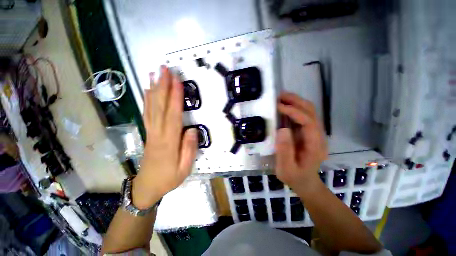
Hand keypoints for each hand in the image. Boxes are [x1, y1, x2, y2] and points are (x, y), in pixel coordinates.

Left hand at [132, 66, 197, 208]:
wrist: (147, 186)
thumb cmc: (169, 178)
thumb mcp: (185, 168)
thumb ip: (189, 149)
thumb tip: (192, 130)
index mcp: (169, 142)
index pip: (173, 115)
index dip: (175, 98)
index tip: (177, 81)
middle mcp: (157, 133)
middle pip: (160, 107)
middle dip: (163, 86)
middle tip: (165, 69)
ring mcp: (150, 132)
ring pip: (151, 107)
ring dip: (154, 89)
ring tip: (155, 74)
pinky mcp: (148, 133)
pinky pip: (147, 113)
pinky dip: (147, 100)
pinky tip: (148, 91)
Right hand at [275, 92, 327, 192]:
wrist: (305, 182)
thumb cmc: (295, 178)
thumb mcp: (286, 169)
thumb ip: (285, 152)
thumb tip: (282, 130)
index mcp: (315, 145)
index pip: (308, 122)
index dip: (294, 111)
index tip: (279, 106)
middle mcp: (318, 136)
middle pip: (311, 112)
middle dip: (296, 101)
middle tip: (279, 96)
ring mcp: (314, 133)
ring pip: (309, 111)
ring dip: (296, 102)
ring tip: (281, 98)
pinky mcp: (308, 133)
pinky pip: (303, 116)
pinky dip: (294, 108)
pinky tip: (284, 107)